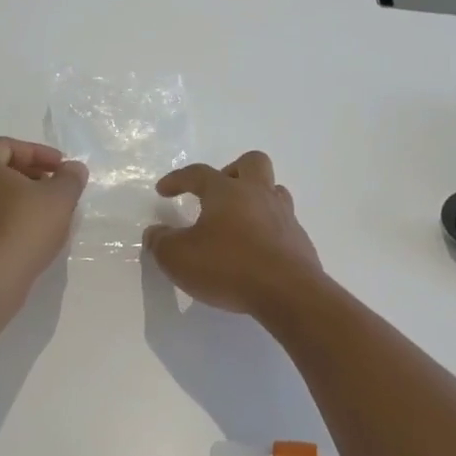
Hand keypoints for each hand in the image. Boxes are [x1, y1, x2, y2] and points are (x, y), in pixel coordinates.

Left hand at [0, 138, 87, 304]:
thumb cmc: (20, 230)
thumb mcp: (59, 200)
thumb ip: (69, 179)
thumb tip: (73, 169)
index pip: (8, 146)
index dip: (39, 154)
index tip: (62, 169)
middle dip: (24, 179)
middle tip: (50, 192)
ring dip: (8, 206)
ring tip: (35, 222)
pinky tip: (14, 246)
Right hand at [143, 151, 323, 315]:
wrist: (288, 293)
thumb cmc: (228, 267)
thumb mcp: (179, 258)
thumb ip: (161, 242)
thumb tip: (155, 232)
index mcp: (227, 191)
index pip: (198, 173)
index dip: (178, 179)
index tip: (163, 190)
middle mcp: (258, 195)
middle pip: (251, 162)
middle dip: (231, 171)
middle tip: (215, 194)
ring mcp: (284, 216)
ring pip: (273, 190)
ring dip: (255, 198)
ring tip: (238, 221)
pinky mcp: (299, 241)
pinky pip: (282, 223)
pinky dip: (267, 229)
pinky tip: (255, 250)